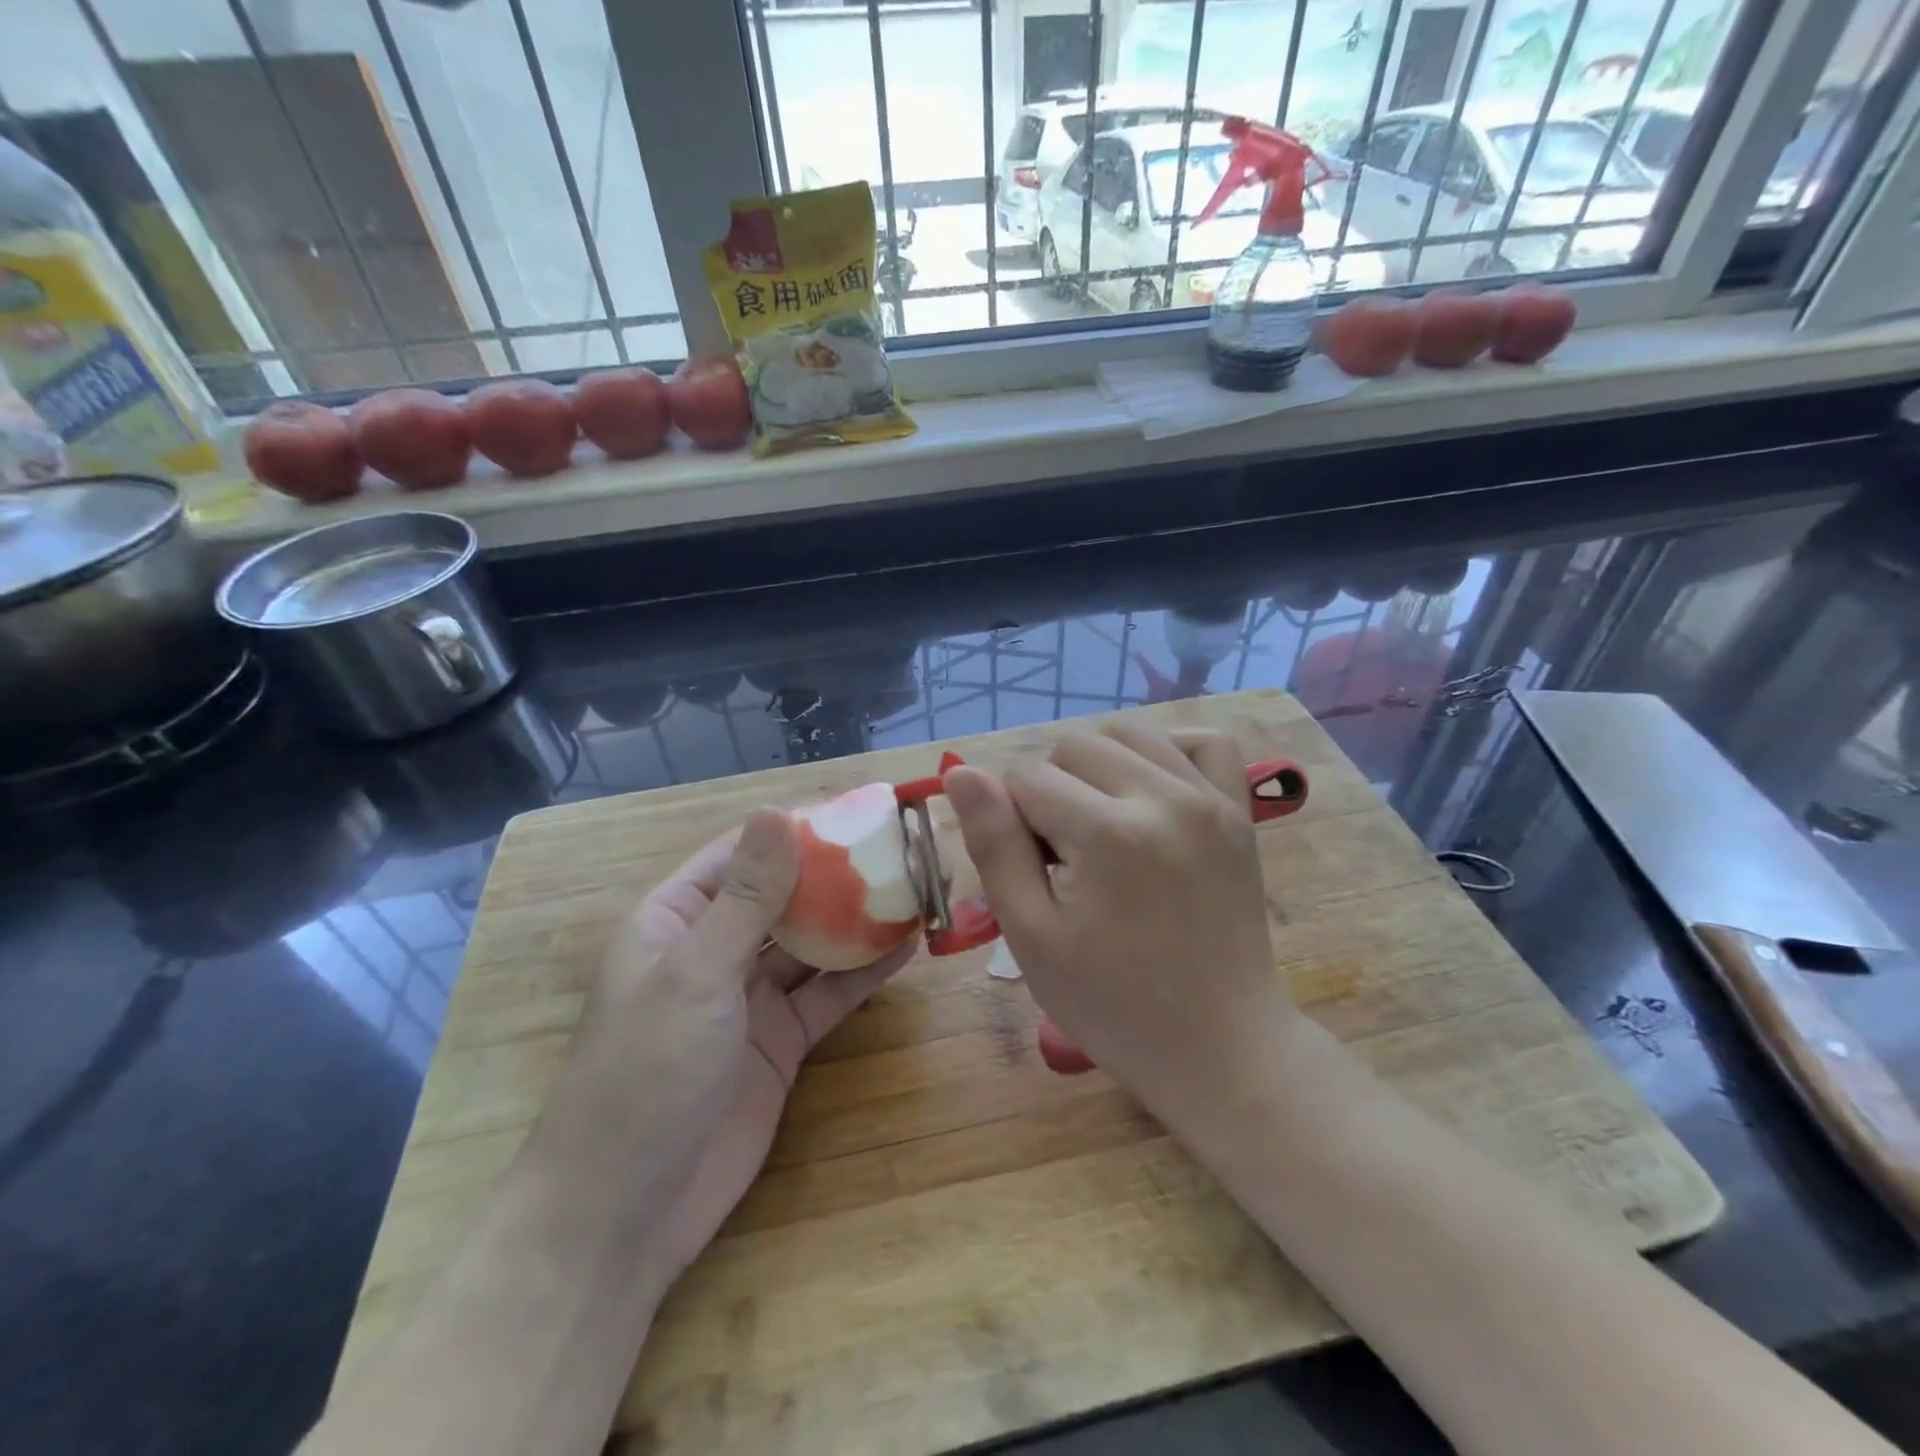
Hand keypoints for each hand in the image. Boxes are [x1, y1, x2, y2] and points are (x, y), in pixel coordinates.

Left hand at [547, 810, 908, 1280]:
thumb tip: (777, 811)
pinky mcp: (780, 1042)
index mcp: (677, 919)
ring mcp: (749, 999)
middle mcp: (714, 950)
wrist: (624, 1217)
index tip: (856, 814)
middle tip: (899, 851)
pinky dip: (862, 974)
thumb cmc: (646, 1073)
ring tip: (911, 893)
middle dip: (835, 876)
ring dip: (856, 922)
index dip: (797, 832)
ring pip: (811, 945)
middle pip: (783, 897)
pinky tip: (905, 951)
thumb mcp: (697, 973)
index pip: (743, 855)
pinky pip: (826, 995)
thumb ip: (747, 897)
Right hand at [943, 725, 1293, 1129]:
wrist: (1220, 1047)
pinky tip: (1151, 788)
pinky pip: (1205, 742)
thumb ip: (994, 845)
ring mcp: (1210, 800)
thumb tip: (962, 772)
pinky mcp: (1239, 812)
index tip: (1033, 871)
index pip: (1026, 778)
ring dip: (1097, 765)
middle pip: (1073, 746)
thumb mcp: (1031, 936)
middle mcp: (1164, 798)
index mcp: (1108, 834)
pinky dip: (1168, 750)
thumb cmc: (1113, 1004)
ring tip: (1099, 820)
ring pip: (1128, 732)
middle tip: (1064, 855)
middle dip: (1051, 790)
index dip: (1011, 820)